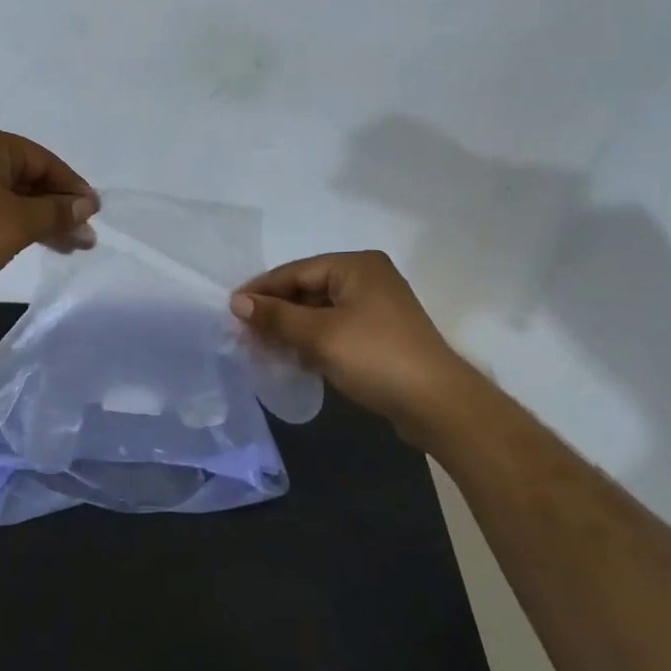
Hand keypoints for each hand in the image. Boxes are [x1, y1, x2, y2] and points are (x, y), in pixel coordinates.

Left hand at [0, 127, 96, 302]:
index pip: (45, 161)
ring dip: (41, 221)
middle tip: (85, 238)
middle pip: (29, 179)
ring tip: (69, 248)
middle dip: (59, 209)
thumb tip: (87, 205)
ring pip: (12, 199)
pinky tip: (33, 244)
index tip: (94, 215)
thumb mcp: (18, 222)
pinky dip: (16, 227)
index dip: (73, 188)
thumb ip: (56, 212)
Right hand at [232, 251, 476, 443]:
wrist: (439, 405)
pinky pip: (335, 330)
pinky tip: (290, 358)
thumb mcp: (319, 336)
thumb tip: (237, 302)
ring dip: (291, 330)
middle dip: (275, 313)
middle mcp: (367, 278)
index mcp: (356, 266)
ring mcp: (376, 308)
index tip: (231, 309)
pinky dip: (311, 342)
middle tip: (243, 333)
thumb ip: (276, 317)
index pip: (296, 271)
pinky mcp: (380, 336)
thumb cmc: (376, 358)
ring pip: (320, 313)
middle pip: (307, 290)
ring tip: (260, 348)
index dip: (261, 290)